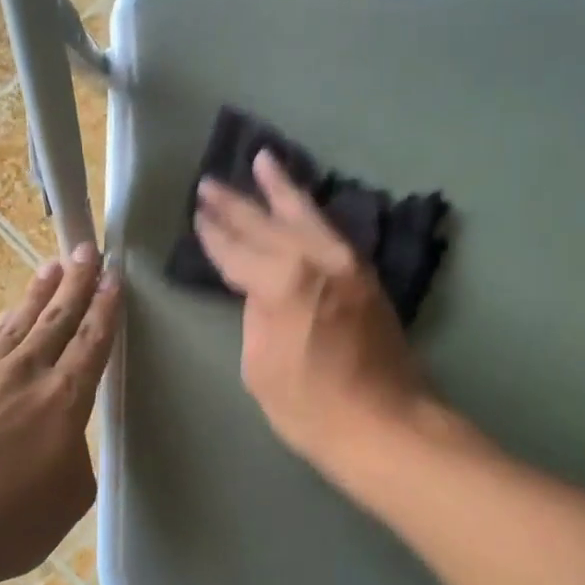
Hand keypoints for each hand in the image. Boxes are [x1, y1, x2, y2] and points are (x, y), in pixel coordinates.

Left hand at [0, 245, 120, 584]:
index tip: (113, 277)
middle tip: (87, 251)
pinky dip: (4, 326)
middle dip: (76, 282)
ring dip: (38, 293)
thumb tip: (60, 442)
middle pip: (57, 318)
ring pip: (19, 323)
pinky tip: (8, 317)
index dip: (105, 309)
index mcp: (64, 400)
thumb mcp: (67, 499)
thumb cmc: (5, 525)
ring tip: (52, 267)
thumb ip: (73, 458)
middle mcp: (25, 375)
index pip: (91, 342)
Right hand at [194, 152, 428, 472]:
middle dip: (237, 203)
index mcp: (282, 281)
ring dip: (281, 189)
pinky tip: (301, 207)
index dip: (214, 234)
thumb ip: (256, 316)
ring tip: (263, 161)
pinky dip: (311, 214)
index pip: (236, 249)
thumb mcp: (260, 366)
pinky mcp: (366, 276)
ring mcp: (347, 263)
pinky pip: (330, 232)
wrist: (386, 424)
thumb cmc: (311, 407)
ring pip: (307, 215)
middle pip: (268, 223)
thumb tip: (262, 292)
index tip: (198, 214)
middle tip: (211, 183)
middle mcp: (316, 259)